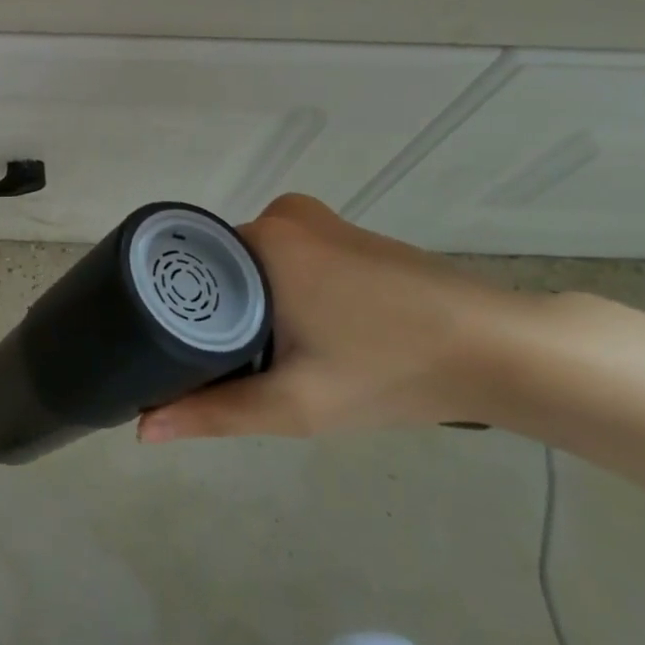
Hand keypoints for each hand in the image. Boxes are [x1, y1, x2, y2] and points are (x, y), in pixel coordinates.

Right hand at [139, 195, 542, 440]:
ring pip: (254, 266)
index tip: (180, 355)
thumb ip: (215, 412)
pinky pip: (287, 260)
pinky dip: (281, 293)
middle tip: (226, 369)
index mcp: (261, 238)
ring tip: (261, 358)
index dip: (178, 313)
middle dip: (218, 315)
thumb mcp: (294, 403)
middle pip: (221, 268)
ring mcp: (319, 221)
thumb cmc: (390, 369)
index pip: (189, 268)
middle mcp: (282, 215)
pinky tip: (305, 335)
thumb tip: (142, 429)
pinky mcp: (347, 235)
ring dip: (251, 305)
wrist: (501, 351)